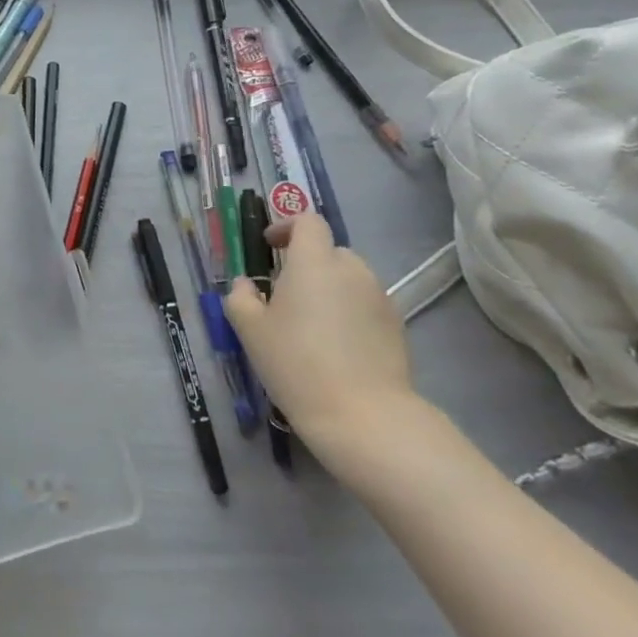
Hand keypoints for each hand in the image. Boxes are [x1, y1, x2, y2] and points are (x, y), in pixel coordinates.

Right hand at [223, 212, 419, 462]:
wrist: (363, 416)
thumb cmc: (296, 362)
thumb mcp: (249, 329)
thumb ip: (241, 296)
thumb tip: (246, 285)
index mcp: (314, 262)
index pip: (307, 221)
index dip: (287, 227)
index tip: (269, 247)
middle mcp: (352, 270)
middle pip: (329, 251)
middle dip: (306, 264)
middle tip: (285, 296)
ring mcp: (380, 298)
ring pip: (349, 279)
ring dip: (329, 289)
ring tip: (311, 325)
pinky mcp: (397, 327)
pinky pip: (365, 305)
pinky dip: (348, 313)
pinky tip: (335, 347)